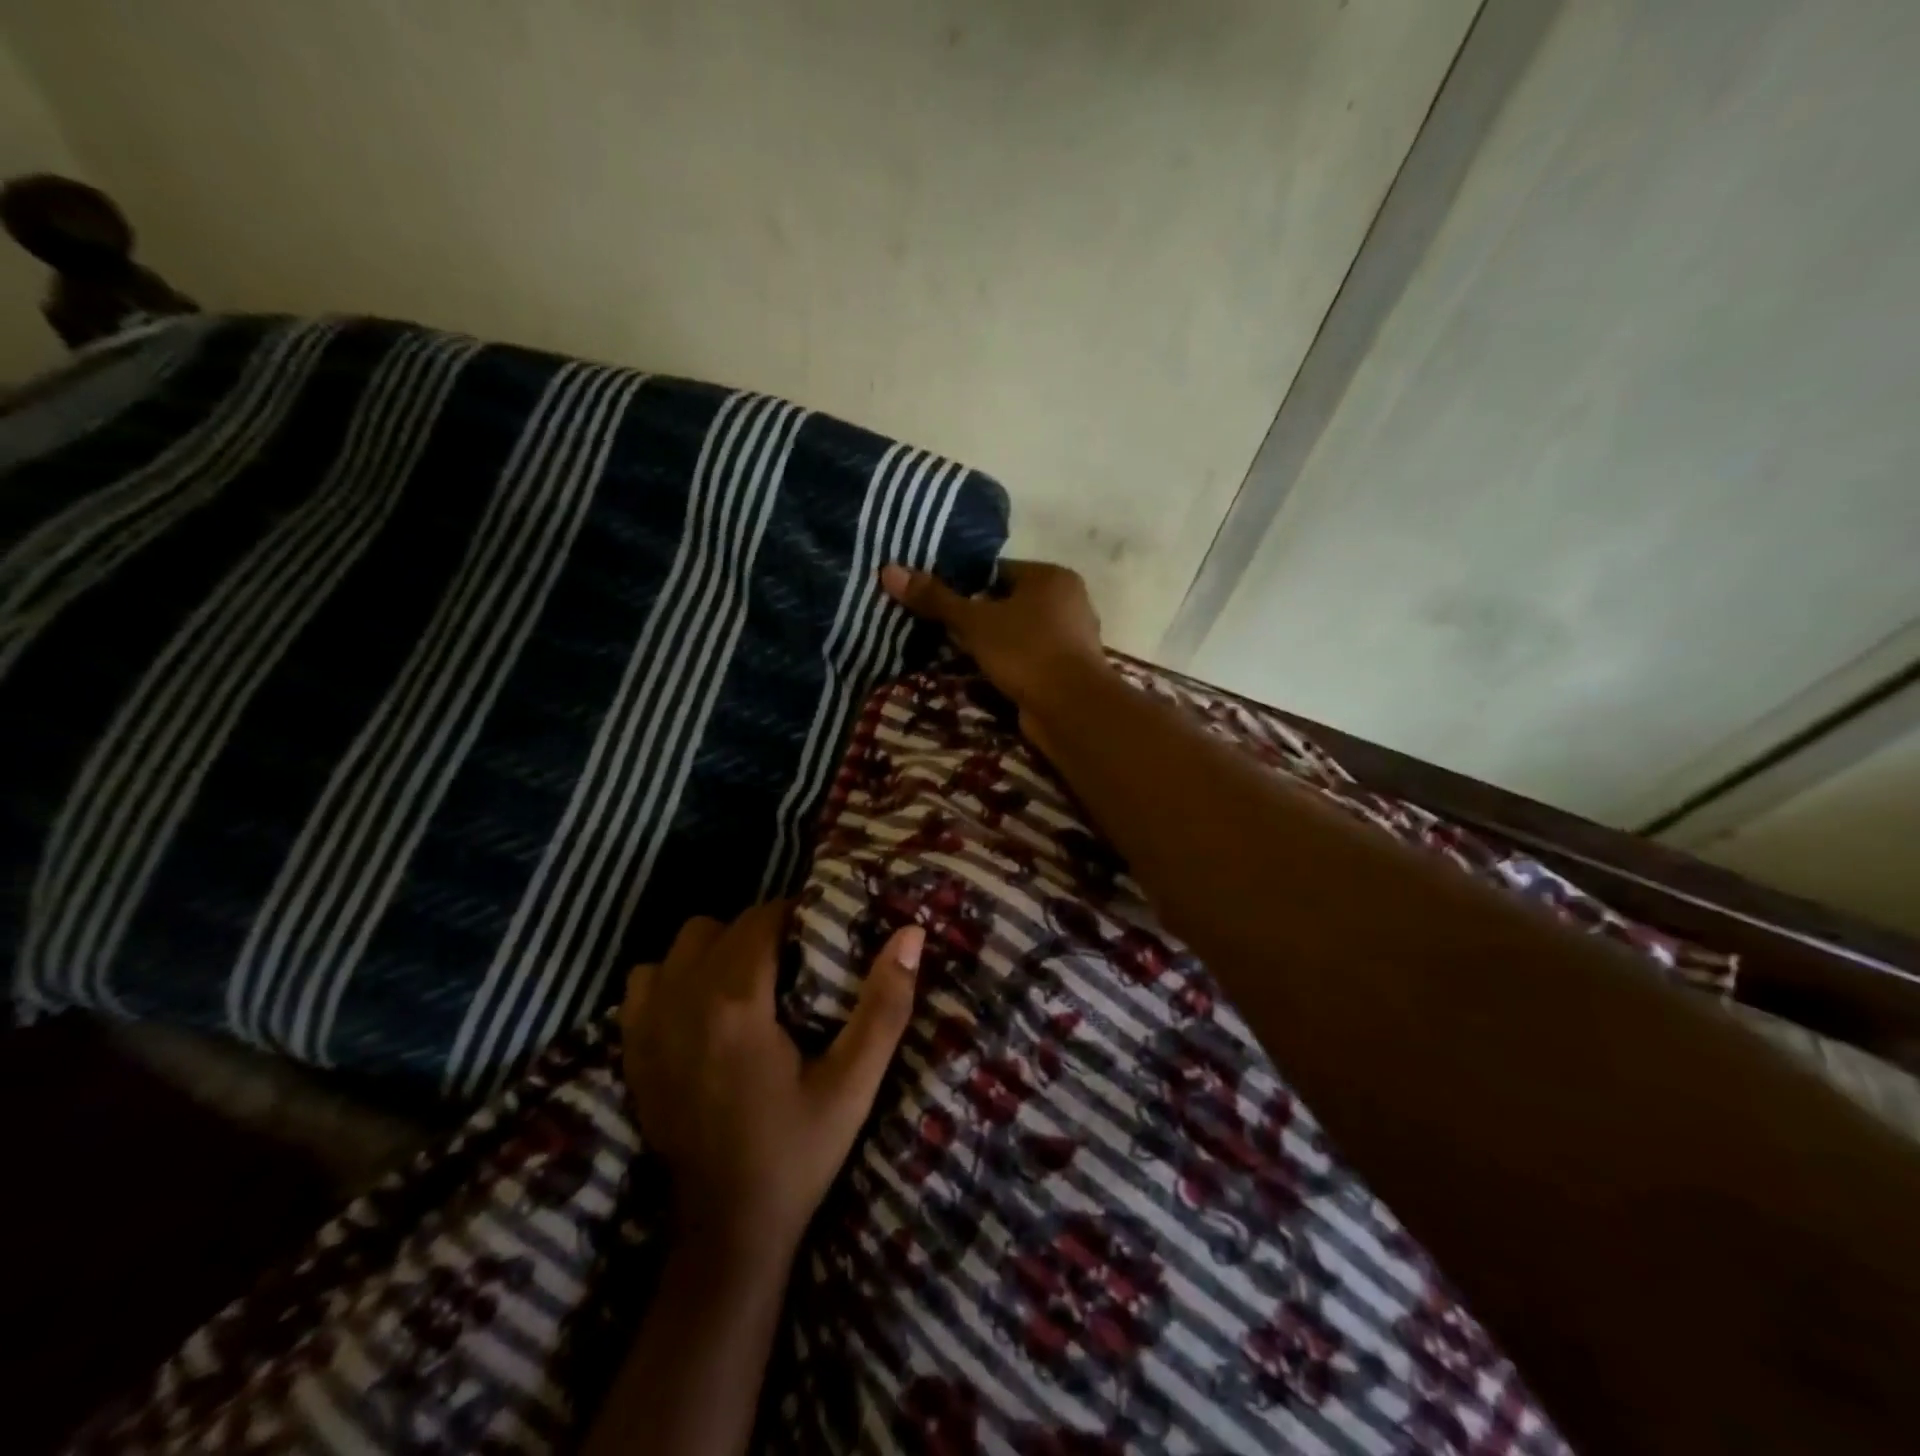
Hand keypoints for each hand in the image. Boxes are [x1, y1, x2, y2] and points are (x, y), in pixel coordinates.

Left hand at [619, 902, 923, 1264]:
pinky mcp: (633, 1050)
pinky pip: (644, 980)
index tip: (820, 935)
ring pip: (682, 945)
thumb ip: (884, 1005)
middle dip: (761, 931)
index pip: (761, 919)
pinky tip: (701, 1005)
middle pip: (722, 926)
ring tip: (749, 980)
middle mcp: (684, 1001)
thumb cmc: (798, 1152)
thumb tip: (911, 933)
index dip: (795, 916)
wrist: (727, 1230)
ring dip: (716, 949)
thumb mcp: (854, 1084)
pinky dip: (673, 977)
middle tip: (794, 961)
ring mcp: (649, 1025)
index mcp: (738, 1003)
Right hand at [880, 559, 1109, 722]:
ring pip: (1019, 634)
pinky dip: (1009, 666)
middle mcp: (1068, 601)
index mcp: (1051, 577)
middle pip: (1009, 603)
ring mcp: (1072, 639)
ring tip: (958, 657)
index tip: (938, 604)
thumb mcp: (974, 622)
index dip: (965, 586)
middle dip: (978, 619)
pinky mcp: (1068, 671)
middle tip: (942, 633)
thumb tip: (889, 570)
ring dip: (992, 646)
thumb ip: (935, 599)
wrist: (1070, 708)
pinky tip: (986, 678)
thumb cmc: (1025, 651)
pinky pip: (1029, 660)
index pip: (998, 571)